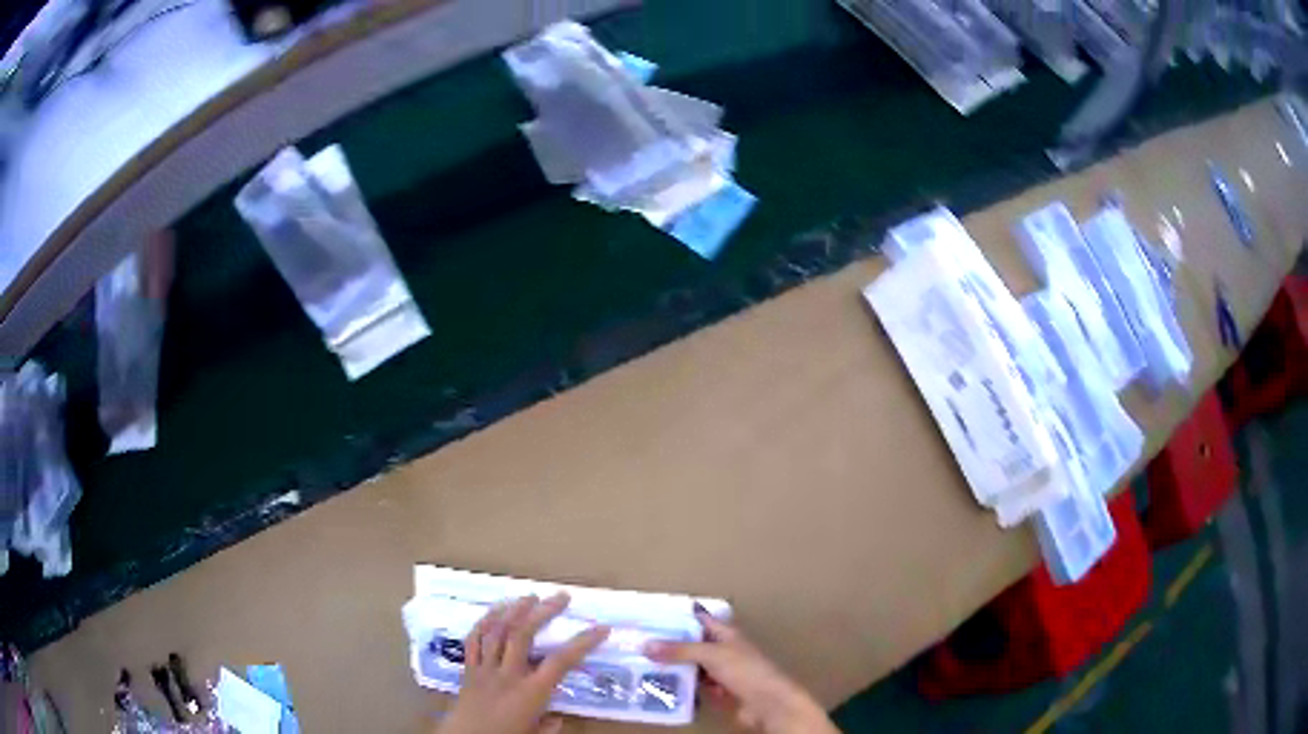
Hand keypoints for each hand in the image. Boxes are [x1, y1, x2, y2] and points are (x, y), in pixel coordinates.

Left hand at [439, 594, 609, 733]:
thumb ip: (549, 726)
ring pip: (498, 632)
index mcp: (530, 693)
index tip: (601, 628)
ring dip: (513, 610)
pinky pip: (473, 641)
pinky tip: (493, 612)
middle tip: (561, 596)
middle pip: (524, 634)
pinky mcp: (468, 669)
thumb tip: (558, 718)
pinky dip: (483, 623)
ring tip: (529, 596)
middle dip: (543, 611)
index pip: (560, 662)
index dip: (582, 643)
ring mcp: (485, 669)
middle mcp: (508, 674)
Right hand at [644, 609, 837, 733]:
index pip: (699, 619)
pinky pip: (694, 685)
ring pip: (691, 666)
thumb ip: (680, 650)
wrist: (767, 703)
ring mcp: (720, 672)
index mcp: (726, 633)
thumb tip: (646, 645)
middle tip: (639, 644)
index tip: (651, 617)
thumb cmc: (746, 670)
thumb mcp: (712, 654)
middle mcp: (722, 650)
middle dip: (670, 645)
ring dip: (673, 667)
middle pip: (692, 644)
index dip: (678, 617)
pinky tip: (660, 685)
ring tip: (642, 664)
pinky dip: (680, 685)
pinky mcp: (717, 691)